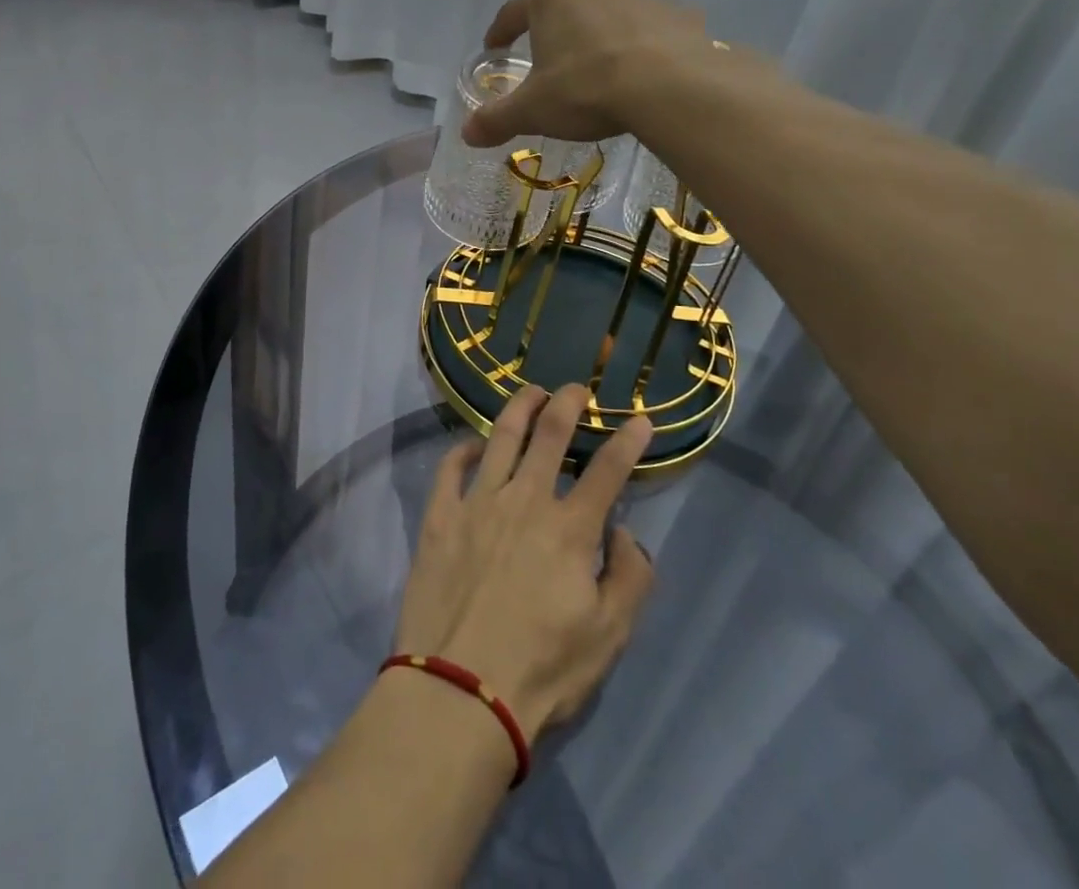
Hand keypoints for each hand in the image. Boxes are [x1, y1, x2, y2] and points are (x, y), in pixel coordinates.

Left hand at [393, 384, 655, 741]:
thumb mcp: (609, 636)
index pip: (607, 471)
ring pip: (500, 437)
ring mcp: (477, 503)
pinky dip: (464, 448)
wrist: (460, 689)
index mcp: (570, 529)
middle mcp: (524, 500)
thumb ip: (630, 578)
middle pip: (549, 435)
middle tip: (576, 388)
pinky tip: (473, 444)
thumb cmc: (542, 668)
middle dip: (568, 404)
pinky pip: (451, 467)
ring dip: (519, 408)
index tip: (639, 418)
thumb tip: (625, 532)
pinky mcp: (439, 516)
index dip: (627, 441)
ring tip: (531, 392)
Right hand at [461, 0, 714, 147]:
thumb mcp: (532, 111)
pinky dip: (645, 48)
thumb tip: (466, 133)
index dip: (500, 31)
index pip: (514, 11)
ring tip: (602, 74)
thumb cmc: (586, 90)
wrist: (672, 88)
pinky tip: (646, 76)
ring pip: (611, 17)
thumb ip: (496, 119)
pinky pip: (653, 32)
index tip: (494, 47)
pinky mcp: (680, 15)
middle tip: (552, 66)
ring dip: (602, 39)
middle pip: (566, 10)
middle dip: (557, 35)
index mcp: (552, 2)